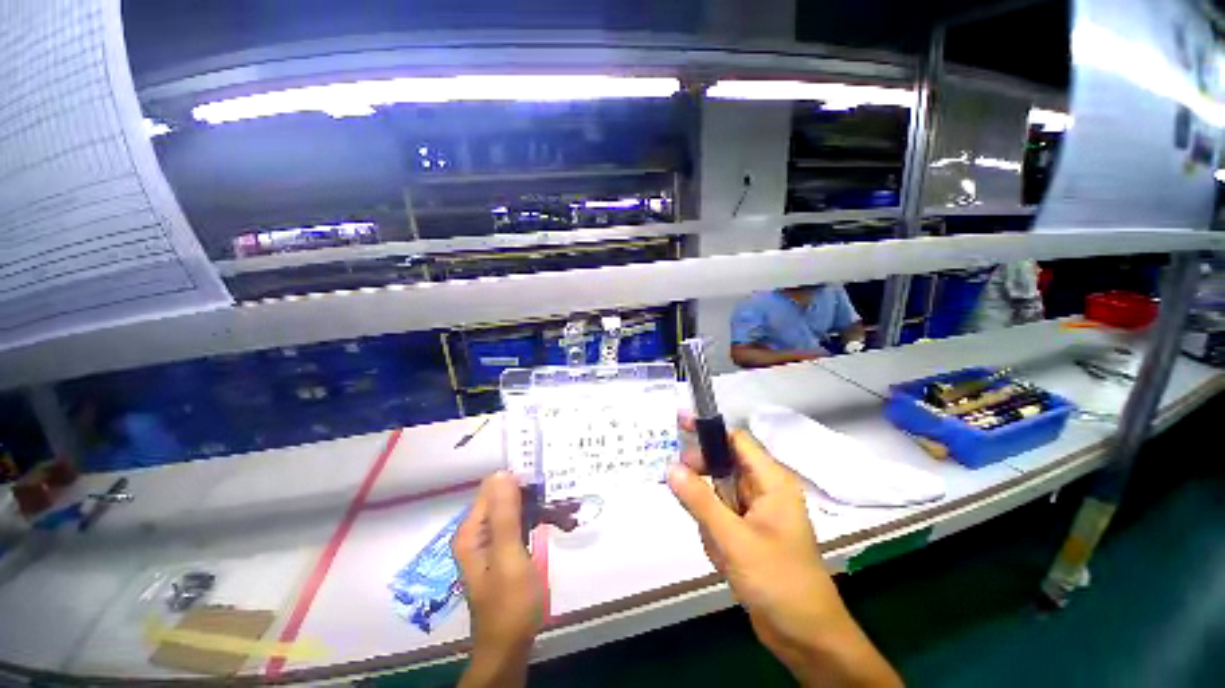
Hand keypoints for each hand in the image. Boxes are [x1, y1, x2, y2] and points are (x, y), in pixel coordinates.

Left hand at [453, 472, 542, 687]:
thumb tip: (501, 473)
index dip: (517, 483)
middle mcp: (476, 533)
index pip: (493, 489)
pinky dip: (532, 519)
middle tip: (555, 497)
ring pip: (511, 510)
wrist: (509, 648)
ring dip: (533, 506)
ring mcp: (489, 543)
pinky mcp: (502, 551)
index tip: (544, 484)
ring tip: (558, 507)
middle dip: (527, 494)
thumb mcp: (509, 557)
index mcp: (472, 531)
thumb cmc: (510, 604)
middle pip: (502, 498)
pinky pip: (516, 524)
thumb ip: (505, 516)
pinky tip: (550, 520)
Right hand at [668, 421, 900, 687]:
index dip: (708, 430)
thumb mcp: (733, 539)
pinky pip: (721, 516)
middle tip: (680, 489)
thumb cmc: (777, 581)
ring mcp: (757, 510)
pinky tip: (724, 559)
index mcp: (771, 480)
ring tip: (719, 547)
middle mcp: (765, 489)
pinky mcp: (749, 529)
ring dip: (709, 516)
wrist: (806, 637)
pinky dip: (714, 532)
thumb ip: (699, 499)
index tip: (678, 425)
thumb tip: (670, 466)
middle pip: (723, 464)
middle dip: (703, 480)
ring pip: (718, 493)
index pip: (736, 440)